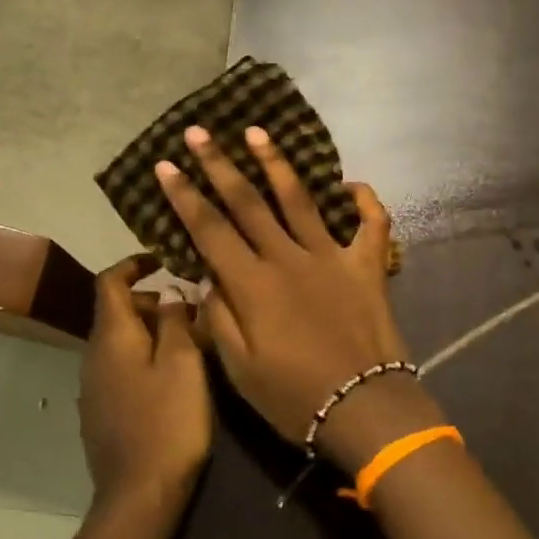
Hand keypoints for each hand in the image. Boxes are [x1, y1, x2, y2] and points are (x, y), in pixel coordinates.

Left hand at [78, 255, 211, 516]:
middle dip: (155, 304)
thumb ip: (176, 321)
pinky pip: (122, 369)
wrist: (139, 494)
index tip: (163, 260)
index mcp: (111, 336)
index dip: (133, 264)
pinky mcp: (101, 413)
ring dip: (154, 334)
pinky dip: (146, 360)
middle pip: (118, 312)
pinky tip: (174, 382)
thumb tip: (169, 293)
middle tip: (194, 315)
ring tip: (193, 347)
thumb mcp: (183, 364)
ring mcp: (94, 387)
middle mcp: (94, 355)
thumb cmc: (167, 421)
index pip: (109, 281)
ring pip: (123, 343)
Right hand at [153, 126, 444, 474]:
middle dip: (220, 164)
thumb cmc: (293, 396)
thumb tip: (208, 277)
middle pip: (248, 202)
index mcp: (252, 284)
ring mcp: (331, 257)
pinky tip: (350, 184)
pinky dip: (364, 201)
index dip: (185, 196)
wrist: (364, 407)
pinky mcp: (368, 266)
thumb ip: (219, 317)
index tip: (166, 165)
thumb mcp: (239, 368)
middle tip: (200, 131)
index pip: (209, 229)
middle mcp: (288, 258)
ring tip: (257, 132)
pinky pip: (372, 224)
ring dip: (277, 163)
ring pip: (300, 200)